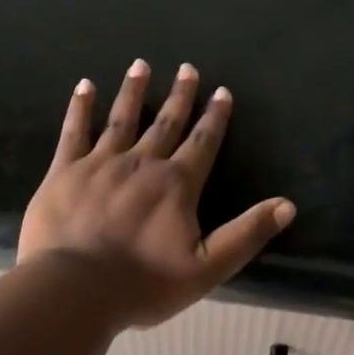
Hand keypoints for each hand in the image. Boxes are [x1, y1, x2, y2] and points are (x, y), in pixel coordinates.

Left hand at [18, 60, 295, 327]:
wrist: (75, 289)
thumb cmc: (144, 284)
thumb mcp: (207, 268)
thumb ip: (247, 234)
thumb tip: (287, 205)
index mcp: (176, 185)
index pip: (202, 143)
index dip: (215, 117)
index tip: (221, 91)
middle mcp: (142, 163)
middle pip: (165, 123)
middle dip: (179, 96)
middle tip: (187, 68)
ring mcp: (100, 163)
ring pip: (121, 119)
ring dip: (133, 91)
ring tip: (140, 65)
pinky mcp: (65, 171)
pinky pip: (75, 131)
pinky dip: (81, 107)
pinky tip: (85, 86)